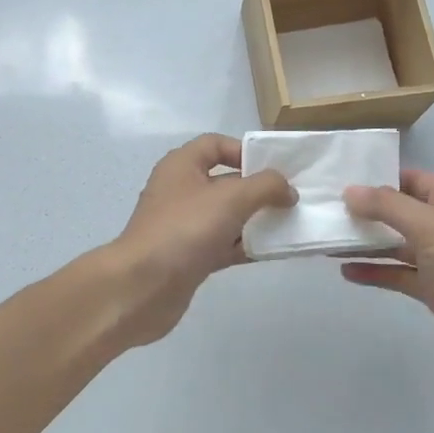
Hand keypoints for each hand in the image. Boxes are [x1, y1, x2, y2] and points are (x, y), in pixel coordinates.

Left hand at [106, 134, 296, 347]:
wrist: (142, 287)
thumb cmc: (185, 229)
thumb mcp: (231, 198)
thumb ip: (266, 187)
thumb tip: (288, 190)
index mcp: (182, 165)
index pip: (216, 145)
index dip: (245, 151)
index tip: (273, 169)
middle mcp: (181, 190)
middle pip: (226, 181)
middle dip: (257, 189)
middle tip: (290, 200)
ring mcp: (183, 225)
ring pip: (227, 215)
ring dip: (255, 220)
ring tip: (289, 226)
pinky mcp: (188, 256)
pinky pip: (223, 244)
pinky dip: (245, 246)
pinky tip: (271, 252)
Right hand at [341, 169, 433, 393]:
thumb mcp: (429, 226)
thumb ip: (386, 205)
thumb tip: (349, 190)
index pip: (407, 178)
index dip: (375, 178)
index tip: (336, 182)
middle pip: (398, 210)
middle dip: (364, 212)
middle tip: (324, 212)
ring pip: (395, 243)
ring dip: (365, 243)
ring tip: (327, 241)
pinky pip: (398, 273)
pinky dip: (375, 271)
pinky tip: (346, 272)